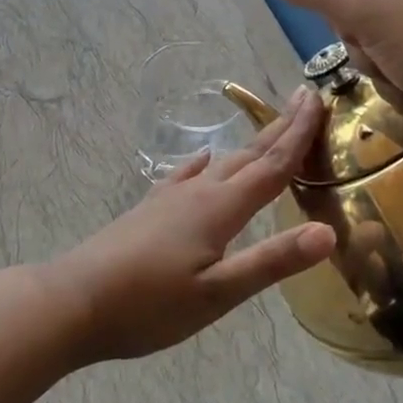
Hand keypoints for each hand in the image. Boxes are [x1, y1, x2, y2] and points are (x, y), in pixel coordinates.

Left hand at [51, 88, 335, 361]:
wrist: (73, 301)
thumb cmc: (149, 305)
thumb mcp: (218, 293)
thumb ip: (272, 261)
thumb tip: (328, 232)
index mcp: (219, 209)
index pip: (271, 166)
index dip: (299, 134)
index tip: (318, 99)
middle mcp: (197, 192)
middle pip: (248, 155)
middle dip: (280, 128)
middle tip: (305, 98)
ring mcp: (169, 198)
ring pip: (220, 163)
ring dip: (249, 145)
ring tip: (269, 130)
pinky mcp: (149, 209)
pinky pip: (187, 174)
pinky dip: (204, 163)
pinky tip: (203, 160)